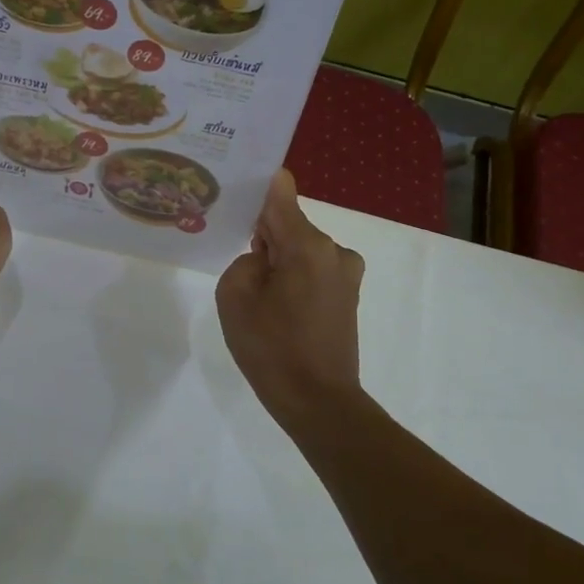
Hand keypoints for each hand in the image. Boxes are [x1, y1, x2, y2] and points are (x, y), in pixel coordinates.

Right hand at [216, 169, 365, 424]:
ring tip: (258, 297)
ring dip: (280, 262)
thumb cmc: (272, 349)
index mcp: (308, 245)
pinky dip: (294, 278)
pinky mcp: (348, 295)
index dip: (262, 185)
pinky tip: (278, 309)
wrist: (319, 402)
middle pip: (290, 225)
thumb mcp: (235, 298)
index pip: (282, 195)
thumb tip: (264, 256)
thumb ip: (244, 260)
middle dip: (265, 238)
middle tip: (239, 263)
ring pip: (301, 250)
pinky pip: (313, 270)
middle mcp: (334, 251)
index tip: (241, 181)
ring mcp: (346, 274)